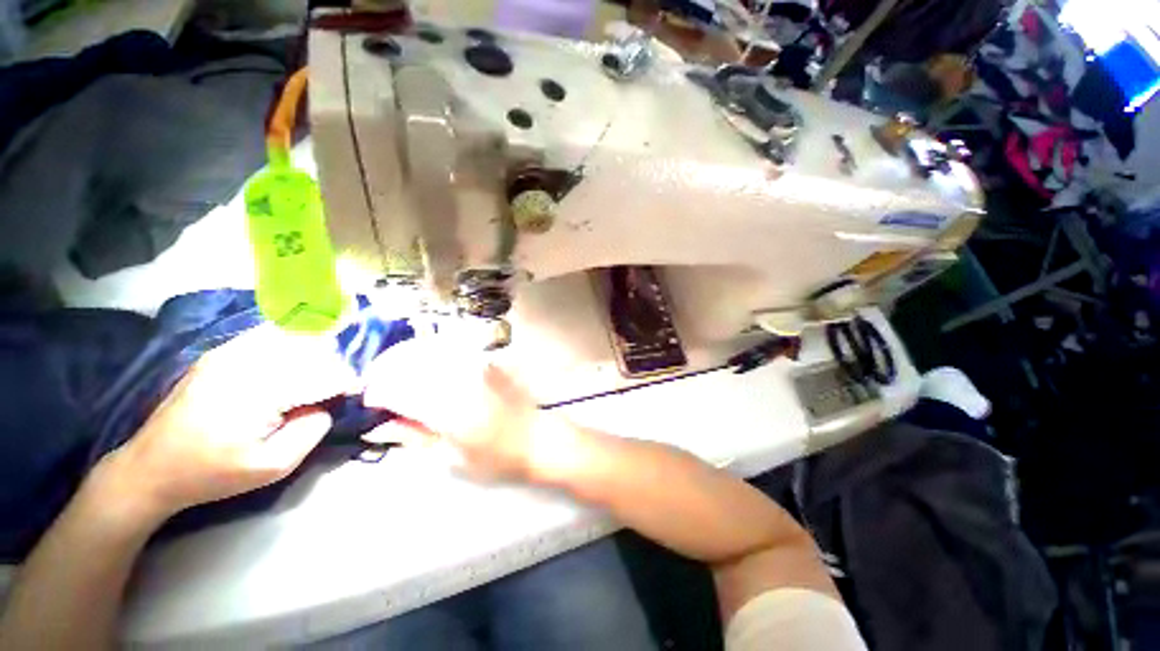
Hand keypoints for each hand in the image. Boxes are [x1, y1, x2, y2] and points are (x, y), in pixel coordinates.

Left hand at [101, 326, 356, 521]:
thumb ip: (311, 430)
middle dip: (333, 366)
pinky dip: (292, 341)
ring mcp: (230, 352)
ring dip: (315, 351)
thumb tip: (327, 403)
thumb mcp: (273, 467)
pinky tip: (296, 357)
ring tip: (320, 372)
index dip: (347, 382)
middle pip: (313, 349)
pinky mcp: (221, 352)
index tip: (356, 393)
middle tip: (338, 386)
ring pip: (294, 337)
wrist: (151, 467)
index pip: (324, 374)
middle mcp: (246, 361)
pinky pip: (270, 335)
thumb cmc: (213, 473)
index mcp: (258, 391)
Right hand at [362, 339, 557, 479]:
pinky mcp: (488, 359)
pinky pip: (451, 348)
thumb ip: (412, 436)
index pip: (398, 389)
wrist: (537, 437)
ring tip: (397, 374)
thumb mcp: (450, 458)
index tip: (370, 402)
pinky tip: (424, 365)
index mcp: (450, 410)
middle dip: (384, 371)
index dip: (376, 393)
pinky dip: (429, 353)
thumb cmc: (496, 458)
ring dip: (405, 358)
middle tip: (378, 386)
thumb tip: (376, 425)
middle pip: (410, 361)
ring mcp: (477, 364)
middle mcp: (462, 379)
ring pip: (428, 349)